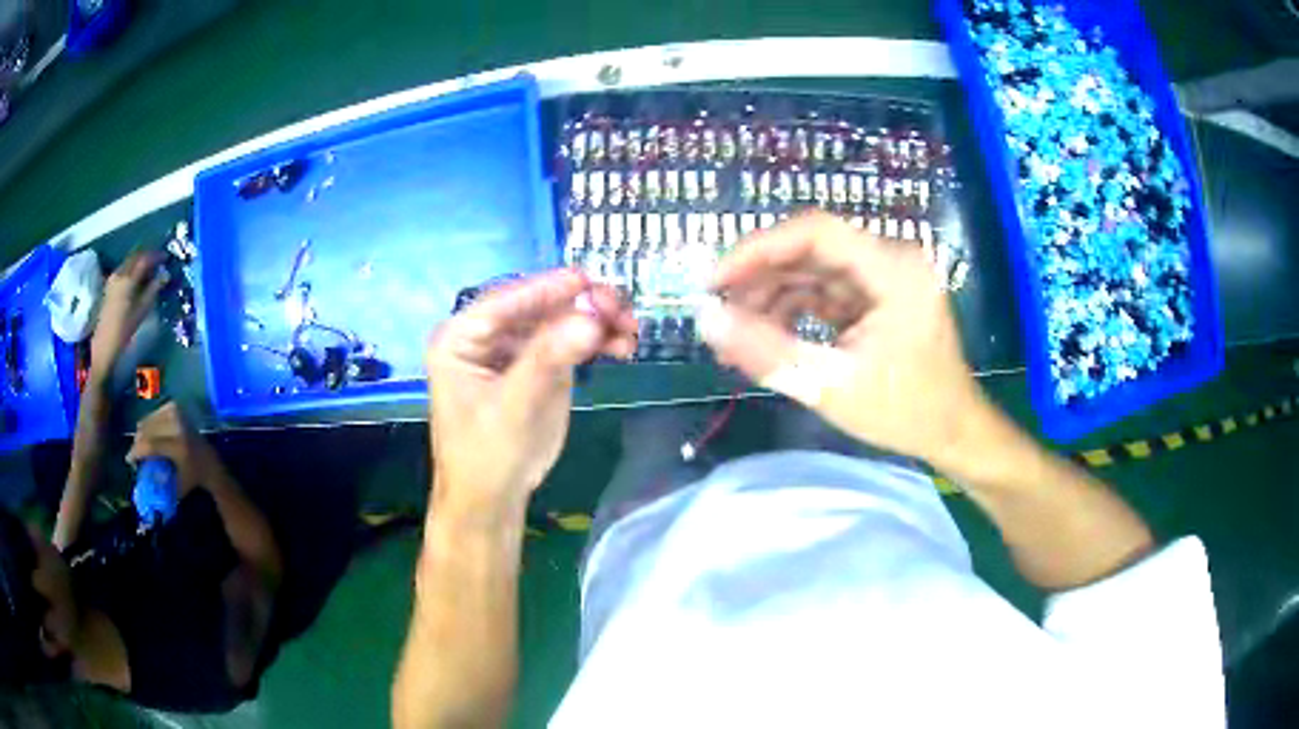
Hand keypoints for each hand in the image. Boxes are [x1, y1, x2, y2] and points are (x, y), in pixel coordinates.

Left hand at [90, 251, 165, 374]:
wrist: (104, 344)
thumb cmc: (124, 329)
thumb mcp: (142, 311)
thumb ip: (153, 290)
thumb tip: (165, 275)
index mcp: (128, 278)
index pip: (144, 259)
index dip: (156, 256)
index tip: (166, 257)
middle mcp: (120, 273)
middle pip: (135, 256)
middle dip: (147, 256)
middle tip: (158, 262)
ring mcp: (113, 278)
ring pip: (129, 261)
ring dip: (139, 262)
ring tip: (148, 270)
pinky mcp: (109, 285)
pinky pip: (123, 269)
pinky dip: (132, 269)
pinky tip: (136, 278)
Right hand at [126, 402, 211, 496]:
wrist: (209, 460)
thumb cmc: (192, 478)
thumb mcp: (177, 488)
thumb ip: (160, 485)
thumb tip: (142, 483)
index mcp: (179, 447)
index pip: (151, 445)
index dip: (137, 451)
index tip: (129, 460)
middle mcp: (177, 426)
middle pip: (148, 430)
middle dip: (137, 442)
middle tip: (134, 454)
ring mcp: (177, 414)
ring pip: (149, 420)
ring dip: (141, 433)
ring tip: (140, 447)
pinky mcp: (175, 407)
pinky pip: (154, 414)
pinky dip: (148, 424)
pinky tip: (148, 436)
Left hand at [426, 270, 635, 512]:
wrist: (493, 500)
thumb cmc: (486, 455)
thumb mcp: (514, 406)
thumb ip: (549, 359)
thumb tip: (591, 318)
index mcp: (461, 338)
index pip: (505, 302)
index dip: (546, 288)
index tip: (586, 279)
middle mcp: (488, 336)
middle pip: (539, 307)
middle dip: (581, 305)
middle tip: (619, 309)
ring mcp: (516, 350)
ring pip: (560, 321)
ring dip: (596, 322)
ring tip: (630, 330)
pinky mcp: (540, 367)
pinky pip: (571, 344)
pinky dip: (598, 342)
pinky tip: (623, 346)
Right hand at [702, 211, 990, 464]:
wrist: (954, 432)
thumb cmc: (906, 412)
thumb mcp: (832, 386)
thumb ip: (767, 352)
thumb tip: (706, 322)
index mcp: (892, 269)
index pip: (815, 232)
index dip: (758, 249)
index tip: (714, 281)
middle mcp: (891, 260)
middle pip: (811, 250)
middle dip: (760, 279)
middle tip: (718, 313)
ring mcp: (886, 278)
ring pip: (814, 271)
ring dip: (773, 298)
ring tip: (737, 336)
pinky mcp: (879, 297)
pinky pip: (827, 292)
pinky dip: (795, 311)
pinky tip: (768, 337)